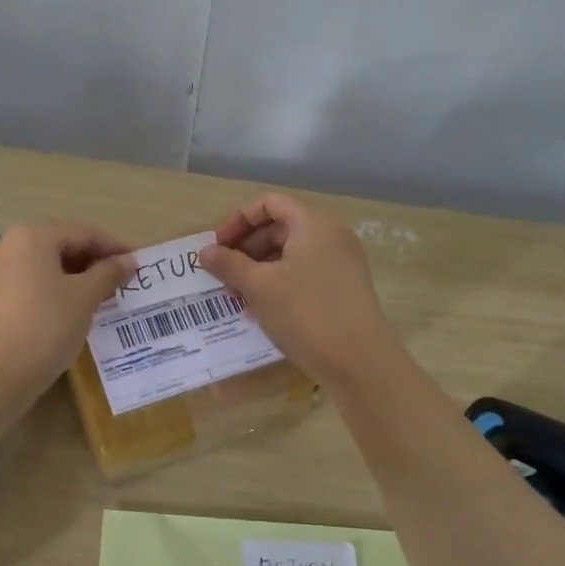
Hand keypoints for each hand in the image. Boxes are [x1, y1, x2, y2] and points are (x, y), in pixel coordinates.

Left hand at [0, 223, 136, 402]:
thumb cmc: (47, 326)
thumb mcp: (85, 297)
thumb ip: (108, 273)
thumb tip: (128, 260)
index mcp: (31, 237)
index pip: (82, 233)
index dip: (114, 247)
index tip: (138, 262)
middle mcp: (7, 247)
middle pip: (60, 246)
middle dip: (93, 262)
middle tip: (122, 280)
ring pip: (44, 267)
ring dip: (75, 277)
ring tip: (102, 295)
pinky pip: (30, 284)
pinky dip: (54, 290)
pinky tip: (73, 308)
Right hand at [198, 193, 393, 383]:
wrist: (359, 361)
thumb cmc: (305, 312)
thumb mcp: (259, 286)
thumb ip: (229, 264)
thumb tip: (205, 252)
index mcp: (313, 224)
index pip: (269, 204)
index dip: (238, 221)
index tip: (218, 247)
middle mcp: (331, 235)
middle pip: (280, 227)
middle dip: (246, 248)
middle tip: (223, 275)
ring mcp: (341, 263)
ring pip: (291, 254)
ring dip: (259, 269)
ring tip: (237, 295)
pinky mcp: (344, 288)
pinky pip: (304, 273)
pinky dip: (279, 283)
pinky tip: (261, 309)